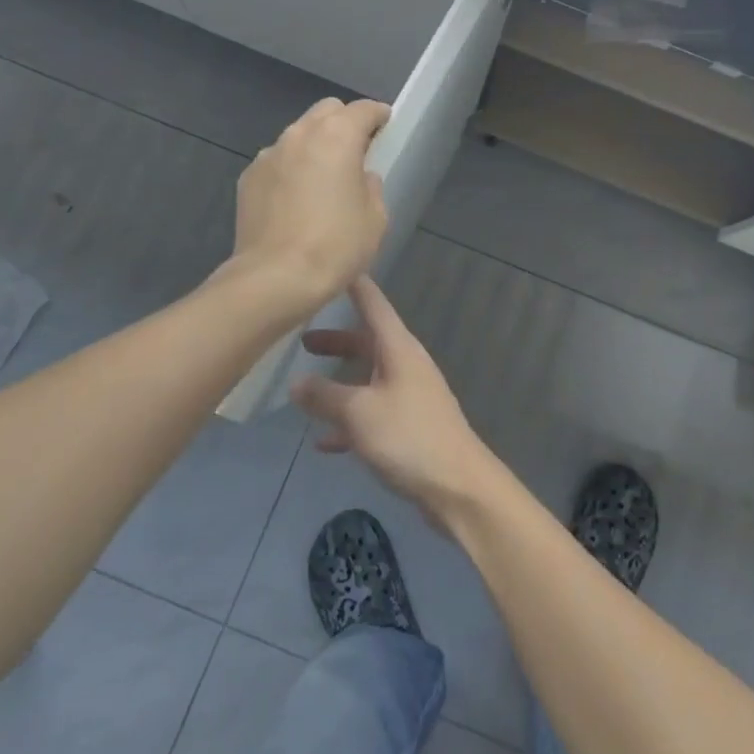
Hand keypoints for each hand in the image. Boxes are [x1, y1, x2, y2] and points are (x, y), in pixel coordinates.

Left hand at [231, 97, 390, 304]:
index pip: (362, 109)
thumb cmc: (336, 246)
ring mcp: (268, 154)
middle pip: (326, 111)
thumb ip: (371, 186)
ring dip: (314, 145)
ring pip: (298, 135)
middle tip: (356, 150)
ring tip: (323, 177)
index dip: (377, 115)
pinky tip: (296, 199)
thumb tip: (360, 177)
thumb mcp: (375, 218)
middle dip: (343, 123)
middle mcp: (299, 134)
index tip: (386, 125)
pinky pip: (277, 161)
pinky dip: (291, 168)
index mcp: (337, 136)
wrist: (275, 278)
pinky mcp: (248, 178)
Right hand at [292, 278, 498, 517]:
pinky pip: (374, 413)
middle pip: (367, 342)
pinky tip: (325, 442)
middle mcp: (406, 364)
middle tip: (302, 341)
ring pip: (368, 378)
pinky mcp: (410, 427)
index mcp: (398, 348)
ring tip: (306, 389)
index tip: (333, 267)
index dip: (353, 285)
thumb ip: (324, 396)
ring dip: (340, 382)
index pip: (373, 303)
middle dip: (336, 341)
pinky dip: (350, 420)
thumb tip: (295, 382)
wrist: (458, 486)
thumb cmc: (408, 437)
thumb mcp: (358, 413)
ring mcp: (410, 396)